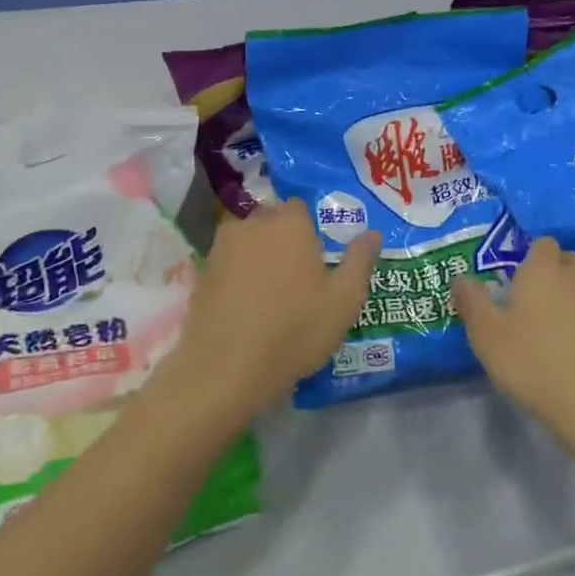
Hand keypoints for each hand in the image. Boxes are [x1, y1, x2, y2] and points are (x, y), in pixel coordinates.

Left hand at [159, 200, 379, 433]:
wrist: (226, 367)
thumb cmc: (294, 330)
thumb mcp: (344, 300)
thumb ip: (360, 261)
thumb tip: (372, 234)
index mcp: (289, 223)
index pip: (301, 208)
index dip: (311, 230)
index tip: (319, 257)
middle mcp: (252, 224)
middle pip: (272, 221)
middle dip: (284, 239)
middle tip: (299, 277)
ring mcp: (222, 247)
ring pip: (248, 241)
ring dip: (259, 256)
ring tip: (272, 293)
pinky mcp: (202, 272)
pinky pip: (229, 263)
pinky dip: (238, 276)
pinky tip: (247, 306)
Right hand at [453, 238, 574, 448]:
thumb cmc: (538, 367)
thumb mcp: (488, 339)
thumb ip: (472, 303)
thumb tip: (461, 277)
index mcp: (544, 270)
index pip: (541, 245)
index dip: (530, 261)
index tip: (517, 288)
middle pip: (567, 262)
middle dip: (554, 277)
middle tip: (536, 312)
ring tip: (564, 336)